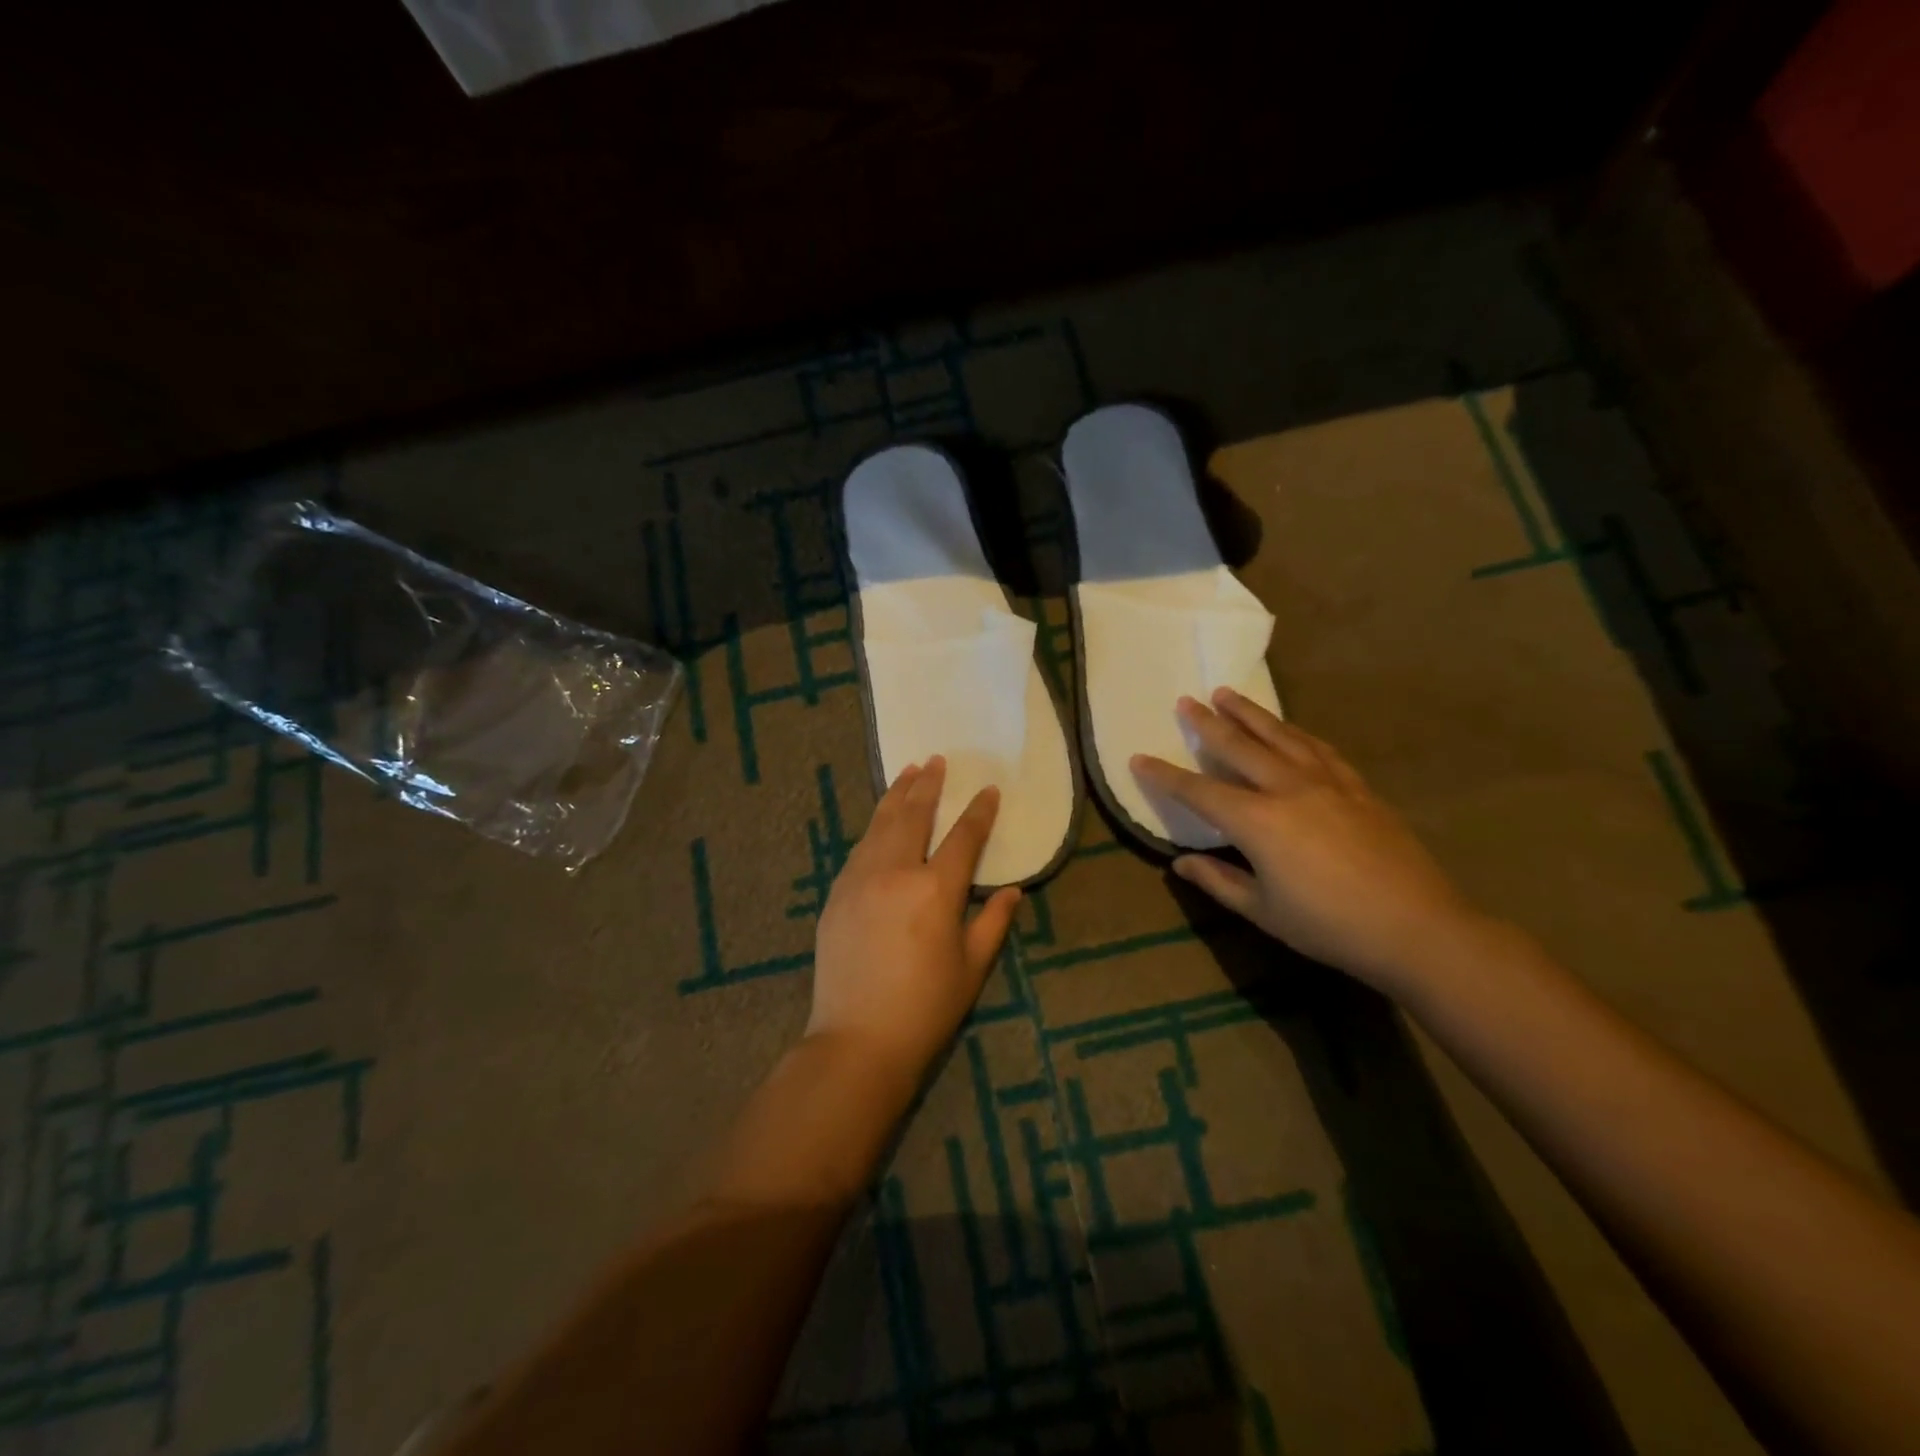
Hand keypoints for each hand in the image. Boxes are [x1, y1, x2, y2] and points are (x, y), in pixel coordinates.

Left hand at [809, 756, 1021, 1090]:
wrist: (857, 1038)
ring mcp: (860, 879)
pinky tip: (880, 820)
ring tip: (907, 771)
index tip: (988, 790)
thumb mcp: (972, 967)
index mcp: (936, 890)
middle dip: (928, 785)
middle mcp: (896, 872)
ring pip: (880, 824)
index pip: (963, 838)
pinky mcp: (837, 893)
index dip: (979, 811)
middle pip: (914, 816)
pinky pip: (859, 848)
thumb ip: (993, 922)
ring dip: (896, 795)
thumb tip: (1012, 890)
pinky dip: (874, 827)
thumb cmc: (925, 1007)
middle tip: (936, 760)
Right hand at [1131, 689, 1483, 993]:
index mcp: (1257, 822)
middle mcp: (1288, 789)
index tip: (1138, 758)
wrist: (1417, 928)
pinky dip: (1296, 733)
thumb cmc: (1329, 926)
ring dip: (1251, 713)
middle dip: (1208, 724)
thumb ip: (1218, 881)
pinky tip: (1289, 729)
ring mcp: (1327, 783)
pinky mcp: (1358, 788)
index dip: (1165, 775)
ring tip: (1228, 694)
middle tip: (1186, 701)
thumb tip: (1180, 863)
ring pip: (1280, 736)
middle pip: (1239, 747)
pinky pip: (1319, 749)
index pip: (1198, 791)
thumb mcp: (1263, 910)